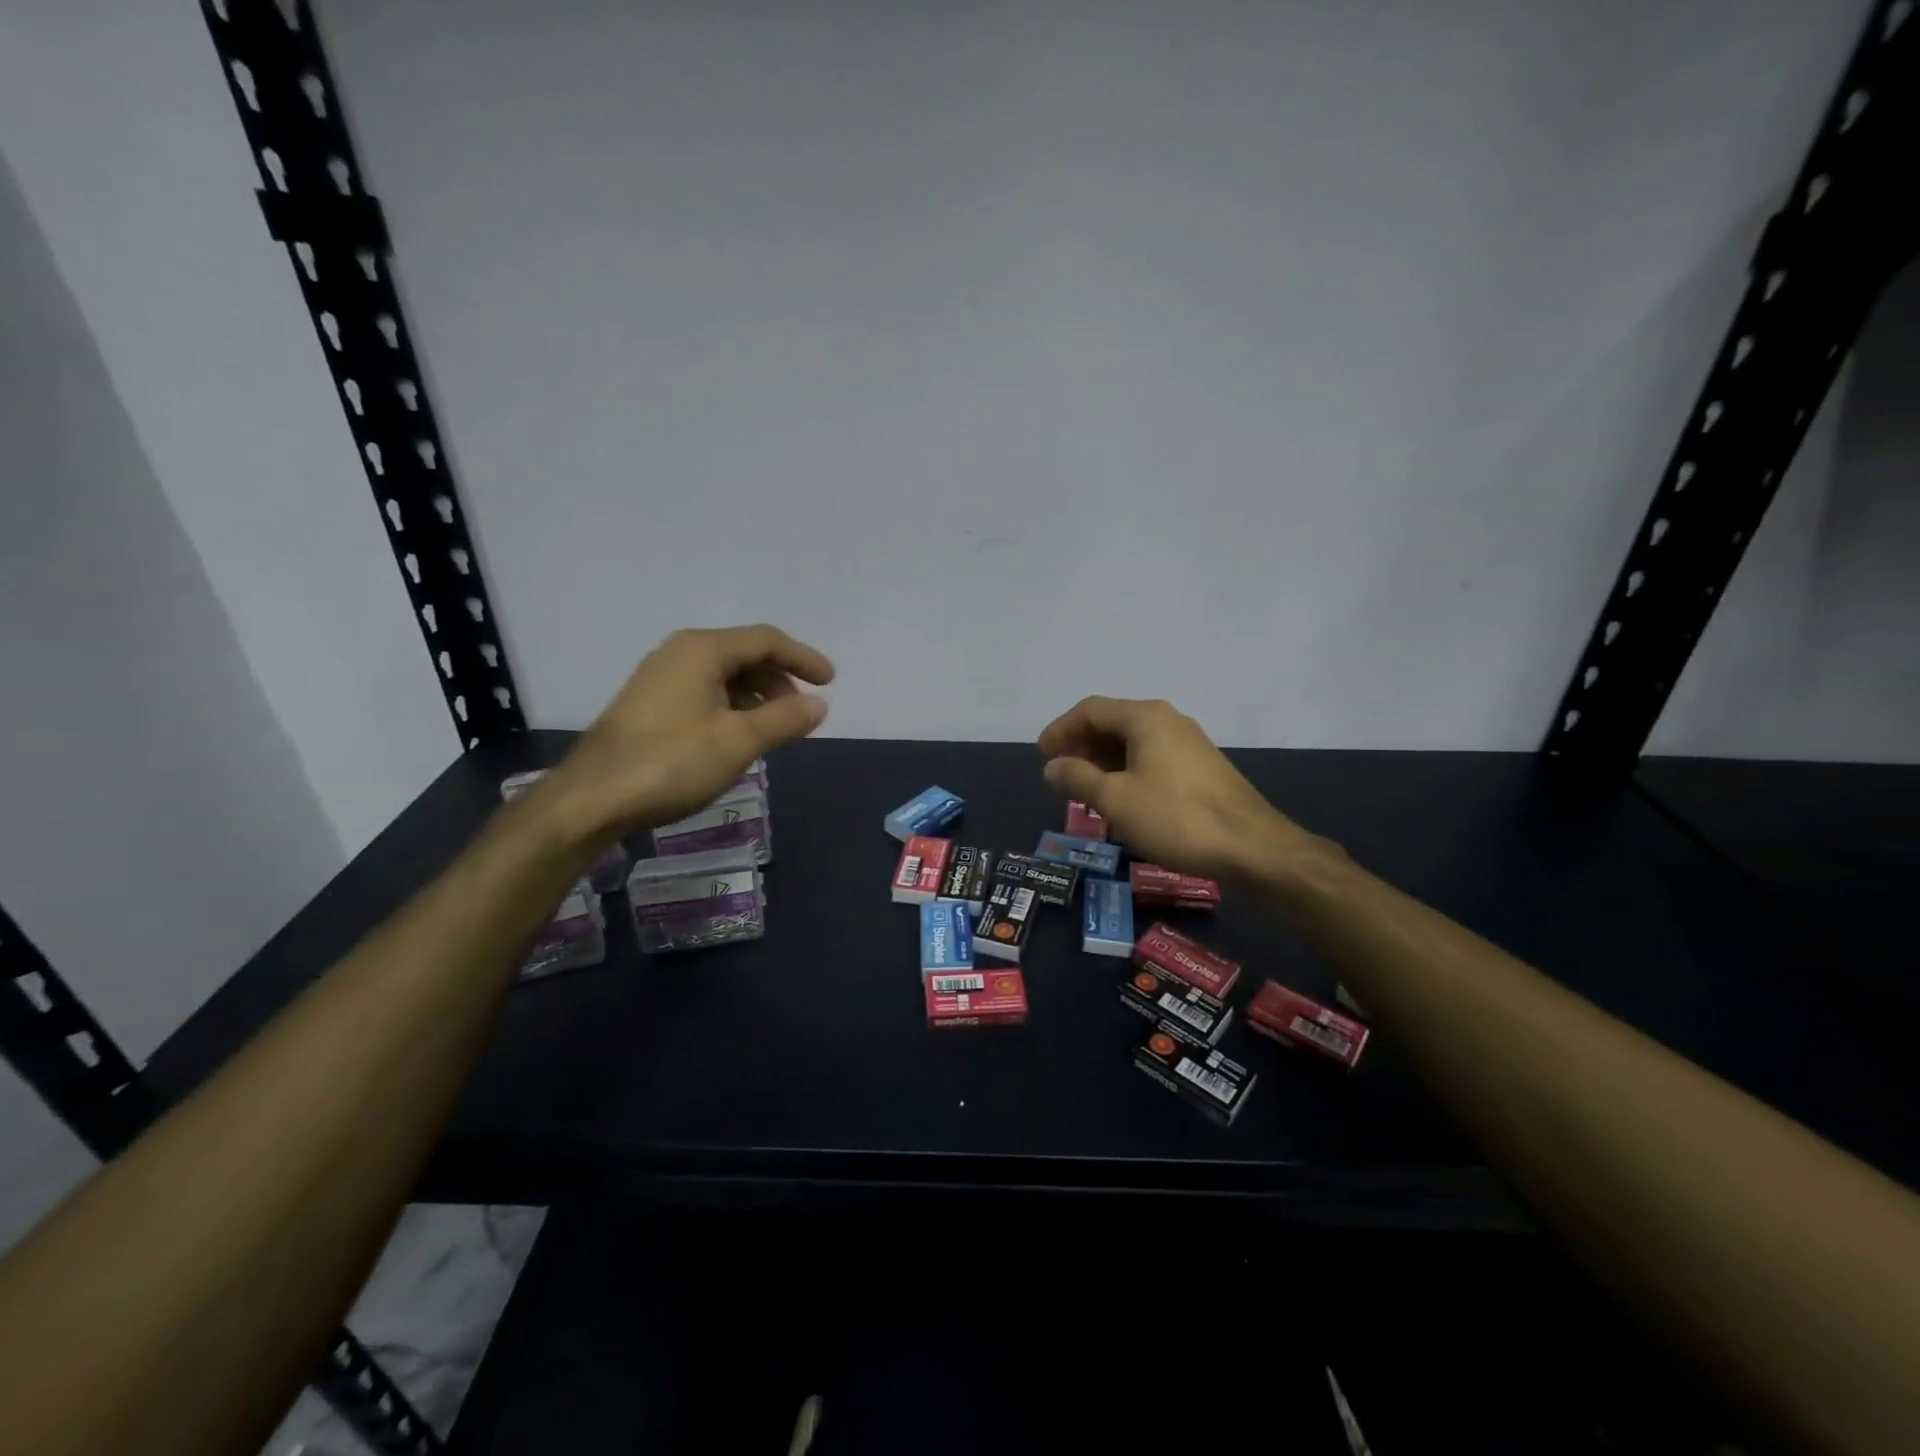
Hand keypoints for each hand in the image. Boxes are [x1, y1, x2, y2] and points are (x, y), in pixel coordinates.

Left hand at [536, 625, 833, 846]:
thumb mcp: (739, 741)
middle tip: (801, 712)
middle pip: (744, 653)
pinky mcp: (649, 704)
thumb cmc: (672, 762)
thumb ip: (784, 719)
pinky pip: (704, 692)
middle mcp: (680, 653)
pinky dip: (732, 706)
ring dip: (757, 696)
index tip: (830, 682)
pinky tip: (738, 736)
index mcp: (703, 650)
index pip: (766, 640)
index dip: (803, 658)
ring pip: (724, 675)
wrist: (592, 798)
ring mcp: (660, 678)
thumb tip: (819, 704)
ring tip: (775, 728)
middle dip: (780, 679)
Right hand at [1037, 697, 1321, 883]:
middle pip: (1112, 722)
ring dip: (1103, 760)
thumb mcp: (1116, 800)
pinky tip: (1121, 797)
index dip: (1060, 729)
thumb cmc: (1176, 818)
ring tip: (1084, 788)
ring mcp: (1188, 742)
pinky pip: (1151, 756)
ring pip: (1132, 741)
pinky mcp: (1200, 766)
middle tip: (1059, 773)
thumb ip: (1078, 778)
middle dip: (1081, 745)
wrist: (1252, 846)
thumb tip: (1052, 766)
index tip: (1041, 755)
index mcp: (1145, 718)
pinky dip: (1127, 769)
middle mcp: (1167, 720)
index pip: (1090, 710)